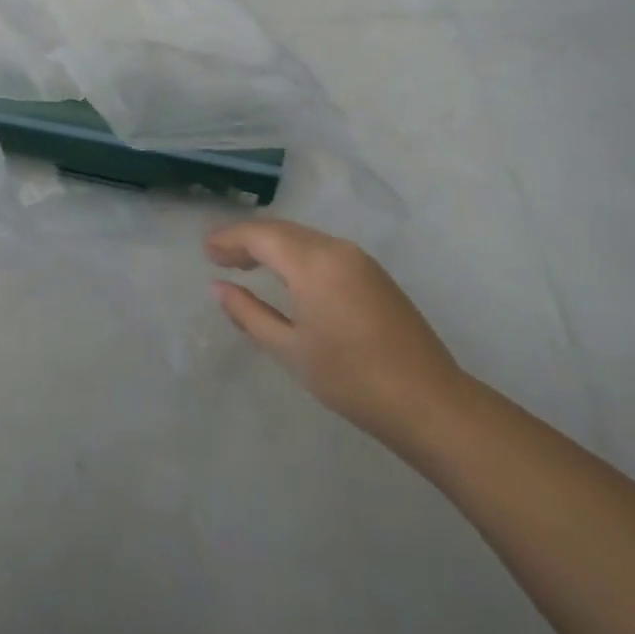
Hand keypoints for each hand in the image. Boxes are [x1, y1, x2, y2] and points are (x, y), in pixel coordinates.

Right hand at [206, 219, 471, 460]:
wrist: (429, 402)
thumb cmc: (351, 379)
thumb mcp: (290, 350)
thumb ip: (249, 314)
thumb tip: (218, 287)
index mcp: (313, 262)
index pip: (261, 236)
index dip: (230, 239)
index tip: (205, 251)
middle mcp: (335, 248)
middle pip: (282, 230)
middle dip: (248, 239)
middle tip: (218, 257)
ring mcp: (359, 259)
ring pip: (303, 237)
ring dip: (272, 245)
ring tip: (246, 264)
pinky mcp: (373, 273)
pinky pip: (323, 248)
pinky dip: (296, 253)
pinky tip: (286, 275)